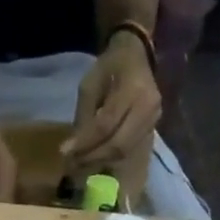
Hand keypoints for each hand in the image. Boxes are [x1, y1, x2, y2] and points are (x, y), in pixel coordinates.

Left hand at [61, 31, 161, 176]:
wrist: (136, 56)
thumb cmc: (109, 67)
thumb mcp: (90, 85)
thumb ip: (84, 117)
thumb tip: (72, 150)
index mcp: (133, 88)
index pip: (106, 125)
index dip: (85, 143)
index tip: (65, 153)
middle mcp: (148, 106)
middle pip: (118, 144)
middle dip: (94, 157)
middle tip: (74, 163)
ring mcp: (153, 119)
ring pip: (124, 152)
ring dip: (101, 161)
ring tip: (82, 162)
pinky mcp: (152, 129)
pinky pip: (129, 150)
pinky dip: (111, 158)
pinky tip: (97, 157)